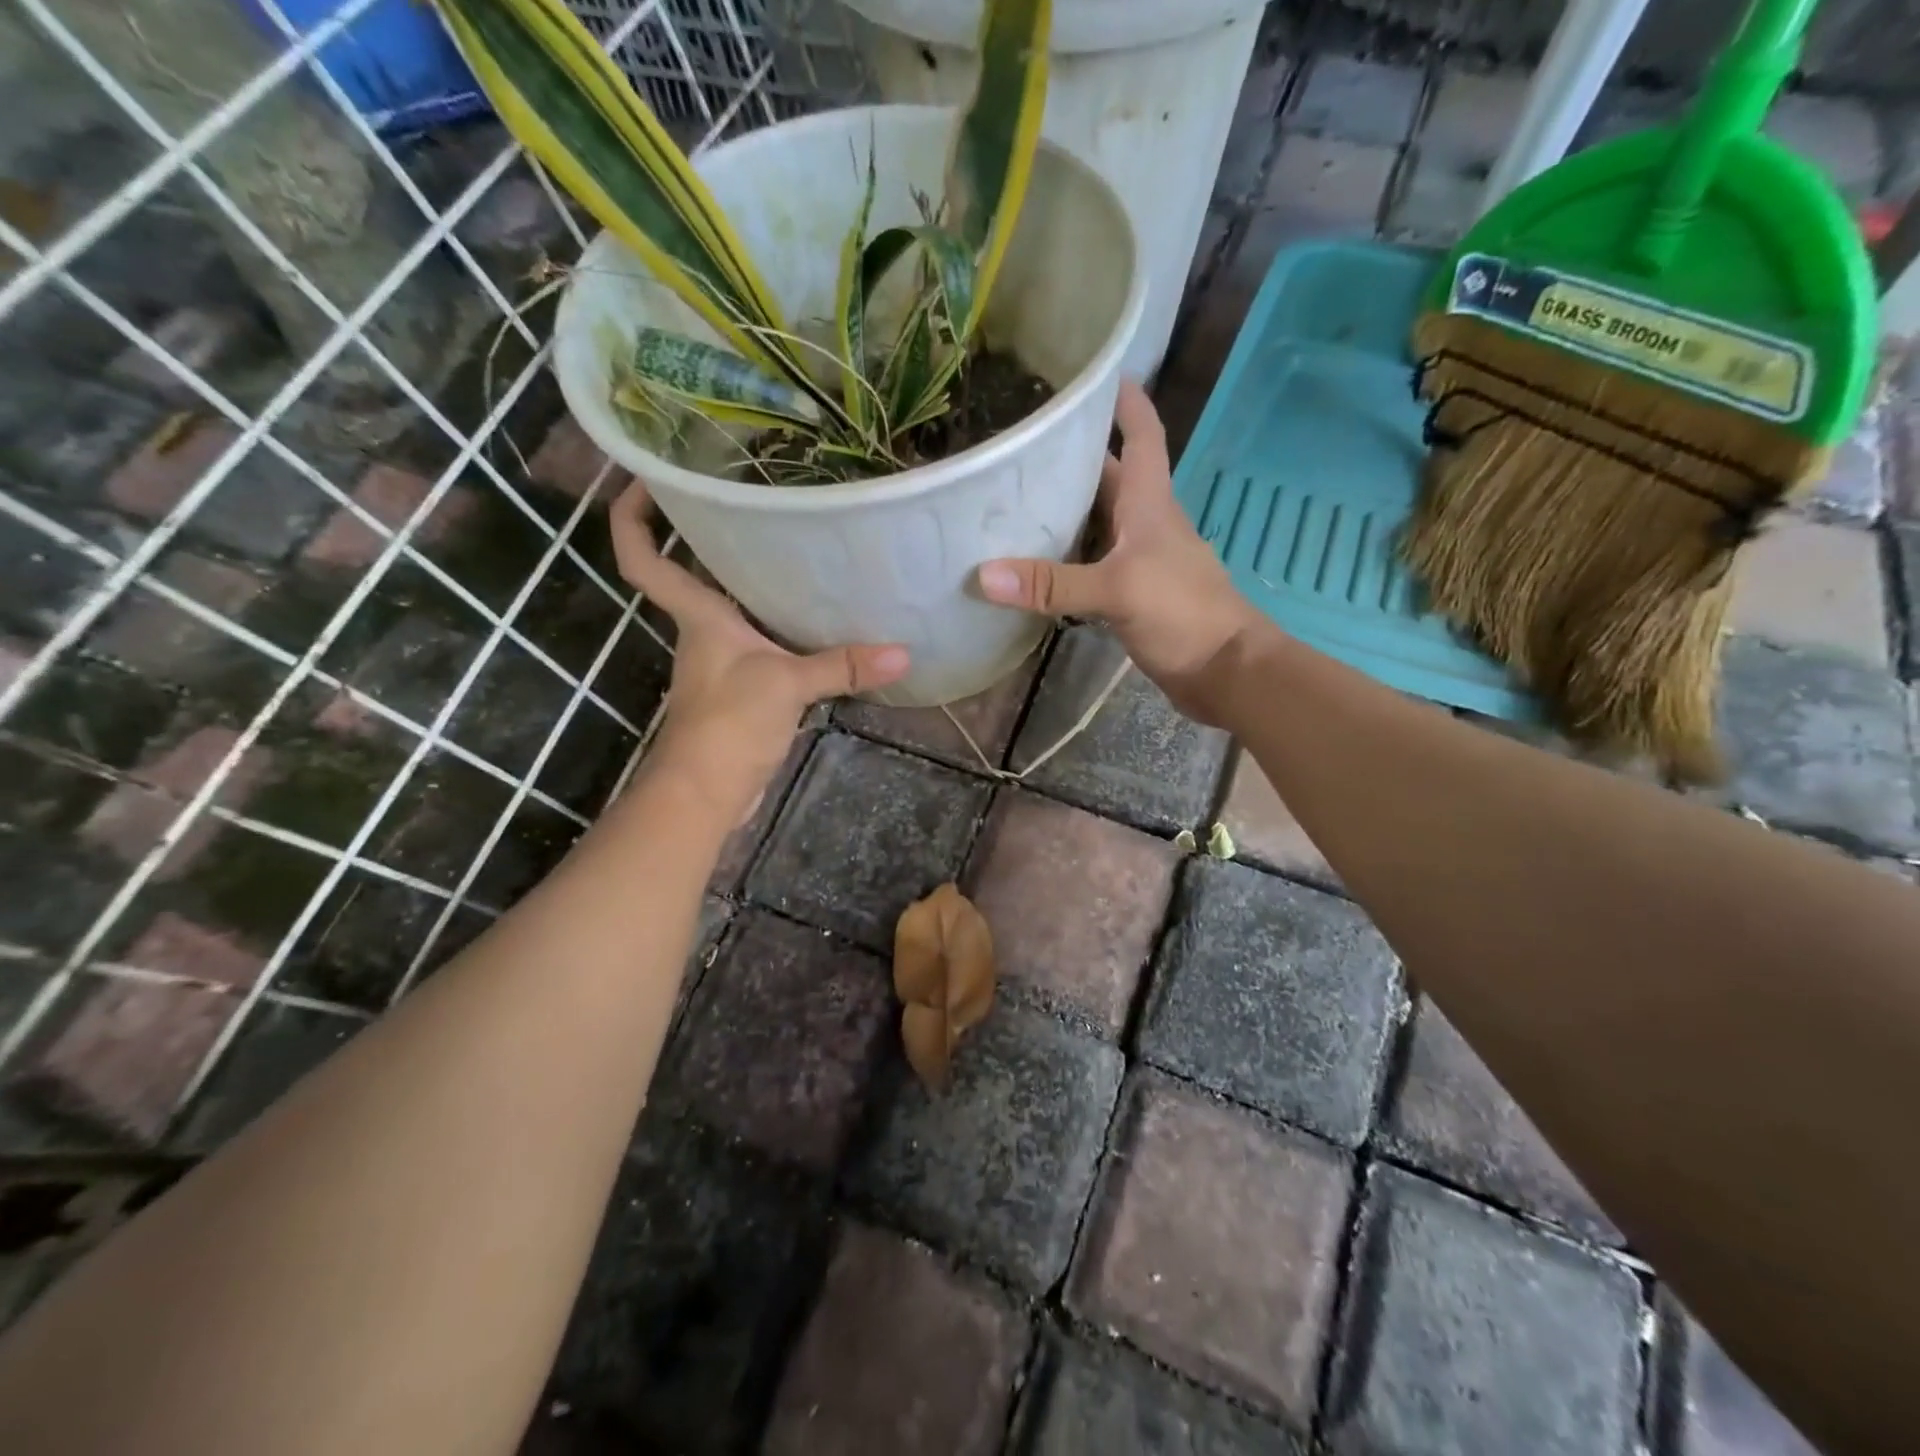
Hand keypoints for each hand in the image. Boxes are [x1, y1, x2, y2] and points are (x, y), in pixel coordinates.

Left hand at [610, 480, 908, 823]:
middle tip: (752, 497)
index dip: (633, 515)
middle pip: (692, 571)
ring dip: (752, 580)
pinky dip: (780, 625)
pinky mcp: (742, 688)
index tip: (645, 476)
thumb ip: (842, 665)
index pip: (643, 557)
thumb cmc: (727, 724)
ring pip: (731, 606)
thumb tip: (904, 653)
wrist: (706, 794)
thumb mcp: (786, 685)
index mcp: (697, 615)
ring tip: (799, 546)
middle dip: (709, 534)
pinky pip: (760, 641)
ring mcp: (721, 661)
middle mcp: (702, 630)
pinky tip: (817, 618)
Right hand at [976, 380, 1262, 724]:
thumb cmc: (1183, 612)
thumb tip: (984, 575)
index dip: (1124, 401)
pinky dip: (1063, 561)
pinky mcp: (1129, 595)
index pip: (1141, 435)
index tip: (1092, 374)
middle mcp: (1143, 523)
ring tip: (1009, 501)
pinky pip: (1090, 565)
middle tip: (1016, 446)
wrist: (1224, 671)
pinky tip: (1031, 566)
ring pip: (1094, 524)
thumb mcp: (1118, 590)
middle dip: (1069, 458)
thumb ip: (1053, 583)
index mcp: (1149, 503)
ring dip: (1061, 512)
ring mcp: (1137, 561)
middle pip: (1105, 478)